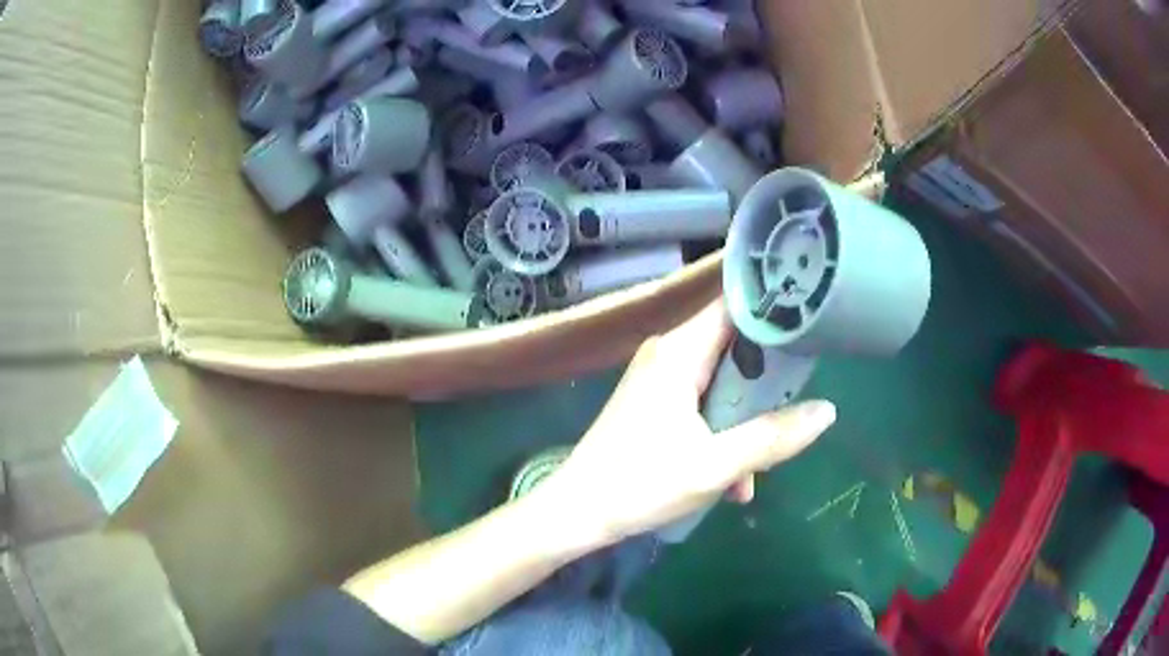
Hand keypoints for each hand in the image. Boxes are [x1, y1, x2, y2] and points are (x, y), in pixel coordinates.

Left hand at [538, 300, 837, 546]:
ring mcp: (659, 379)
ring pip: (722, 384)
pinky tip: (732, 483)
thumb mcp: (716, 466)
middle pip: (735, 347)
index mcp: (679, 352)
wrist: (577, 514)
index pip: (736, 306)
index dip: (775, 313)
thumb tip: (827, 411)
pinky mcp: (654, 403)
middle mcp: (668, 353)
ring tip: (755, 471)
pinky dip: (721, 435)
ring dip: (745, 424)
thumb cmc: (641, 485)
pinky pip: (702, 405)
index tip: (813, 330)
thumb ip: (773, 438)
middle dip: (766, 386)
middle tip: (793, 412)